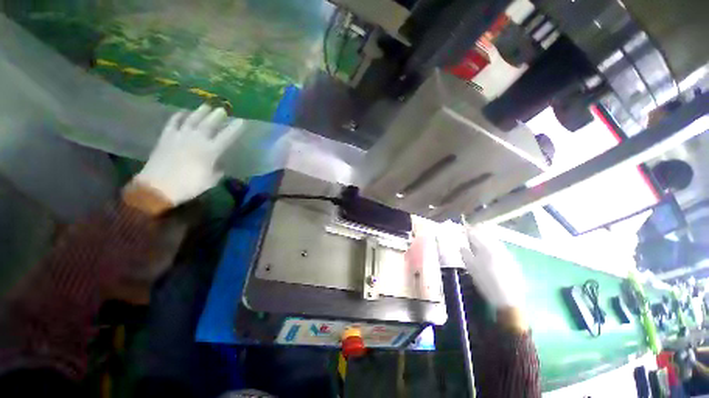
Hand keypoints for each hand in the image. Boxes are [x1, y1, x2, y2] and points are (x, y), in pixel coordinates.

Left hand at [130, 104, 243, 209]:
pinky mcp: (166, 137)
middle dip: (217, 116)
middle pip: (208, 124)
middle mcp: (196, 140)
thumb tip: (219, 165)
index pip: (226, 137)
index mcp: (210, 151)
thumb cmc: (188, 186)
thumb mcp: (210, 181)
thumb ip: (217, 171)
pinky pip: (173, 123)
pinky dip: (179, 116)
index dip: (234, 129)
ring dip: (200, 112)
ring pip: (191, 120)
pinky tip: (183, 112)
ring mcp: (179, 137)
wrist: (157, 187)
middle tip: (222, 110)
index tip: (241, 121)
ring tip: (206, 106)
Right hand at [460, 225, 525, 310]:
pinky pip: (500, 246)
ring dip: (486, 236)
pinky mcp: (512, 260)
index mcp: (486, 248)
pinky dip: (493, 244)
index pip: (475, 234)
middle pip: (486, 234)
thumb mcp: (471, 269)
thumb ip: (466, 255)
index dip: (468, 230)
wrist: (508, 299)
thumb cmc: (486, 283)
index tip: (462, 229)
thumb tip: (461, 246)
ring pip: (494, 239)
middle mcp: (497, 248)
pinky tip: (489, 248)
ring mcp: (506, 253)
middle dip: (478, 231)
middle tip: (470, 230)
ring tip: (479, 237)